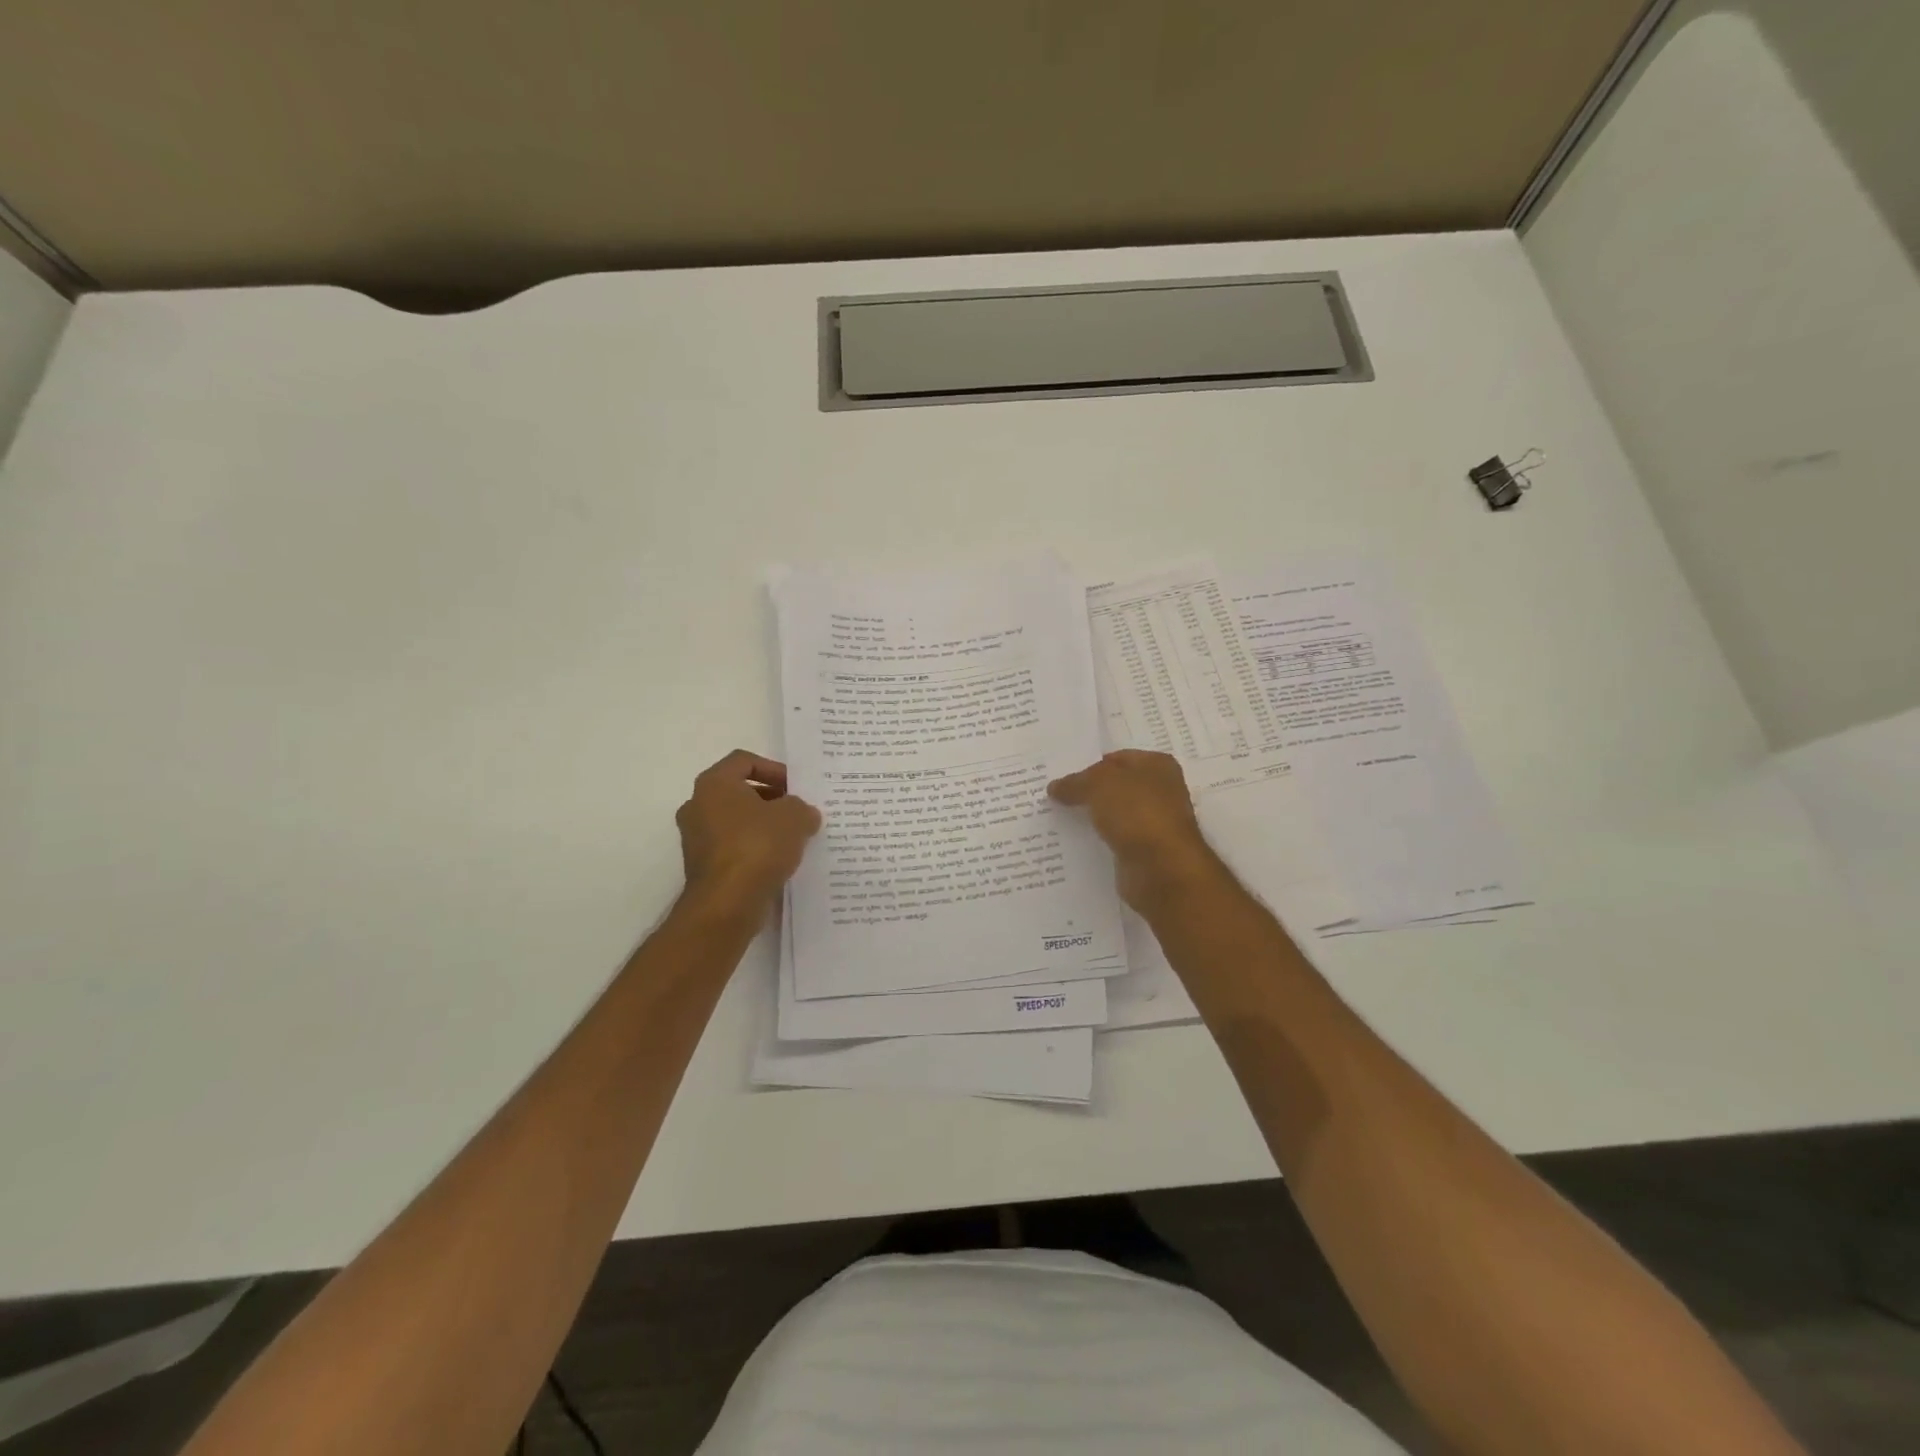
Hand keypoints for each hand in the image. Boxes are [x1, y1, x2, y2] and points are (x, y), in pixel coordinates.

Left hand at [675, 750, 820, 921]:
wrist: (727, 903)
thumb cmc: (757, 846)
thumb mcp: (795, 817)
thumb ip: (801, 808)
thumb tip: (803, 814)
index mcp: (714, 784)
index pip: (744, 761)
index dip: (774, 769)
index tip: (796, 787)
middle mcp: (697, 806)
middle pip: (739, 791)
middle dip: (771, 799)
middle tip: (798, 811)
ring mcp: (696, 838)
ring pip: (736, 821)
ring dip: (764, 825)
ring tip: (793, 838)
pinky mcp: (703, 866)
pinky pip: (733, 847)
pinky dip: (754, 848)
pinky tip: (778, 861)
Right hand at [1048, 750, 1220, 910]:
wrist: (1162, 870)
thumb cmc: (1137, 814)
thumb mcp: (1099, 785)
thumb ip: (1076, 782)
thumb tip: (1055, 787)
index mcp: (1157, 765)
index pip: (1116, 758)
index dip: (1089, 765)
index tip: (1061, 777)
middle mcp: (1161, 791)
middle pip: (1116, 787)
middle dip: (1088, 792)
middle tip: (1054, 797)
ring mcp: (1154, 824)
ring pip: (1115, 815)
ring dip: (1092, 818)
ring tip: (1057, 819)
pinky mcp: (1145, 852)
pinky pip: (1115, 840)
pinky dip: (1099, 841)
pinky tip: (1074, 843)